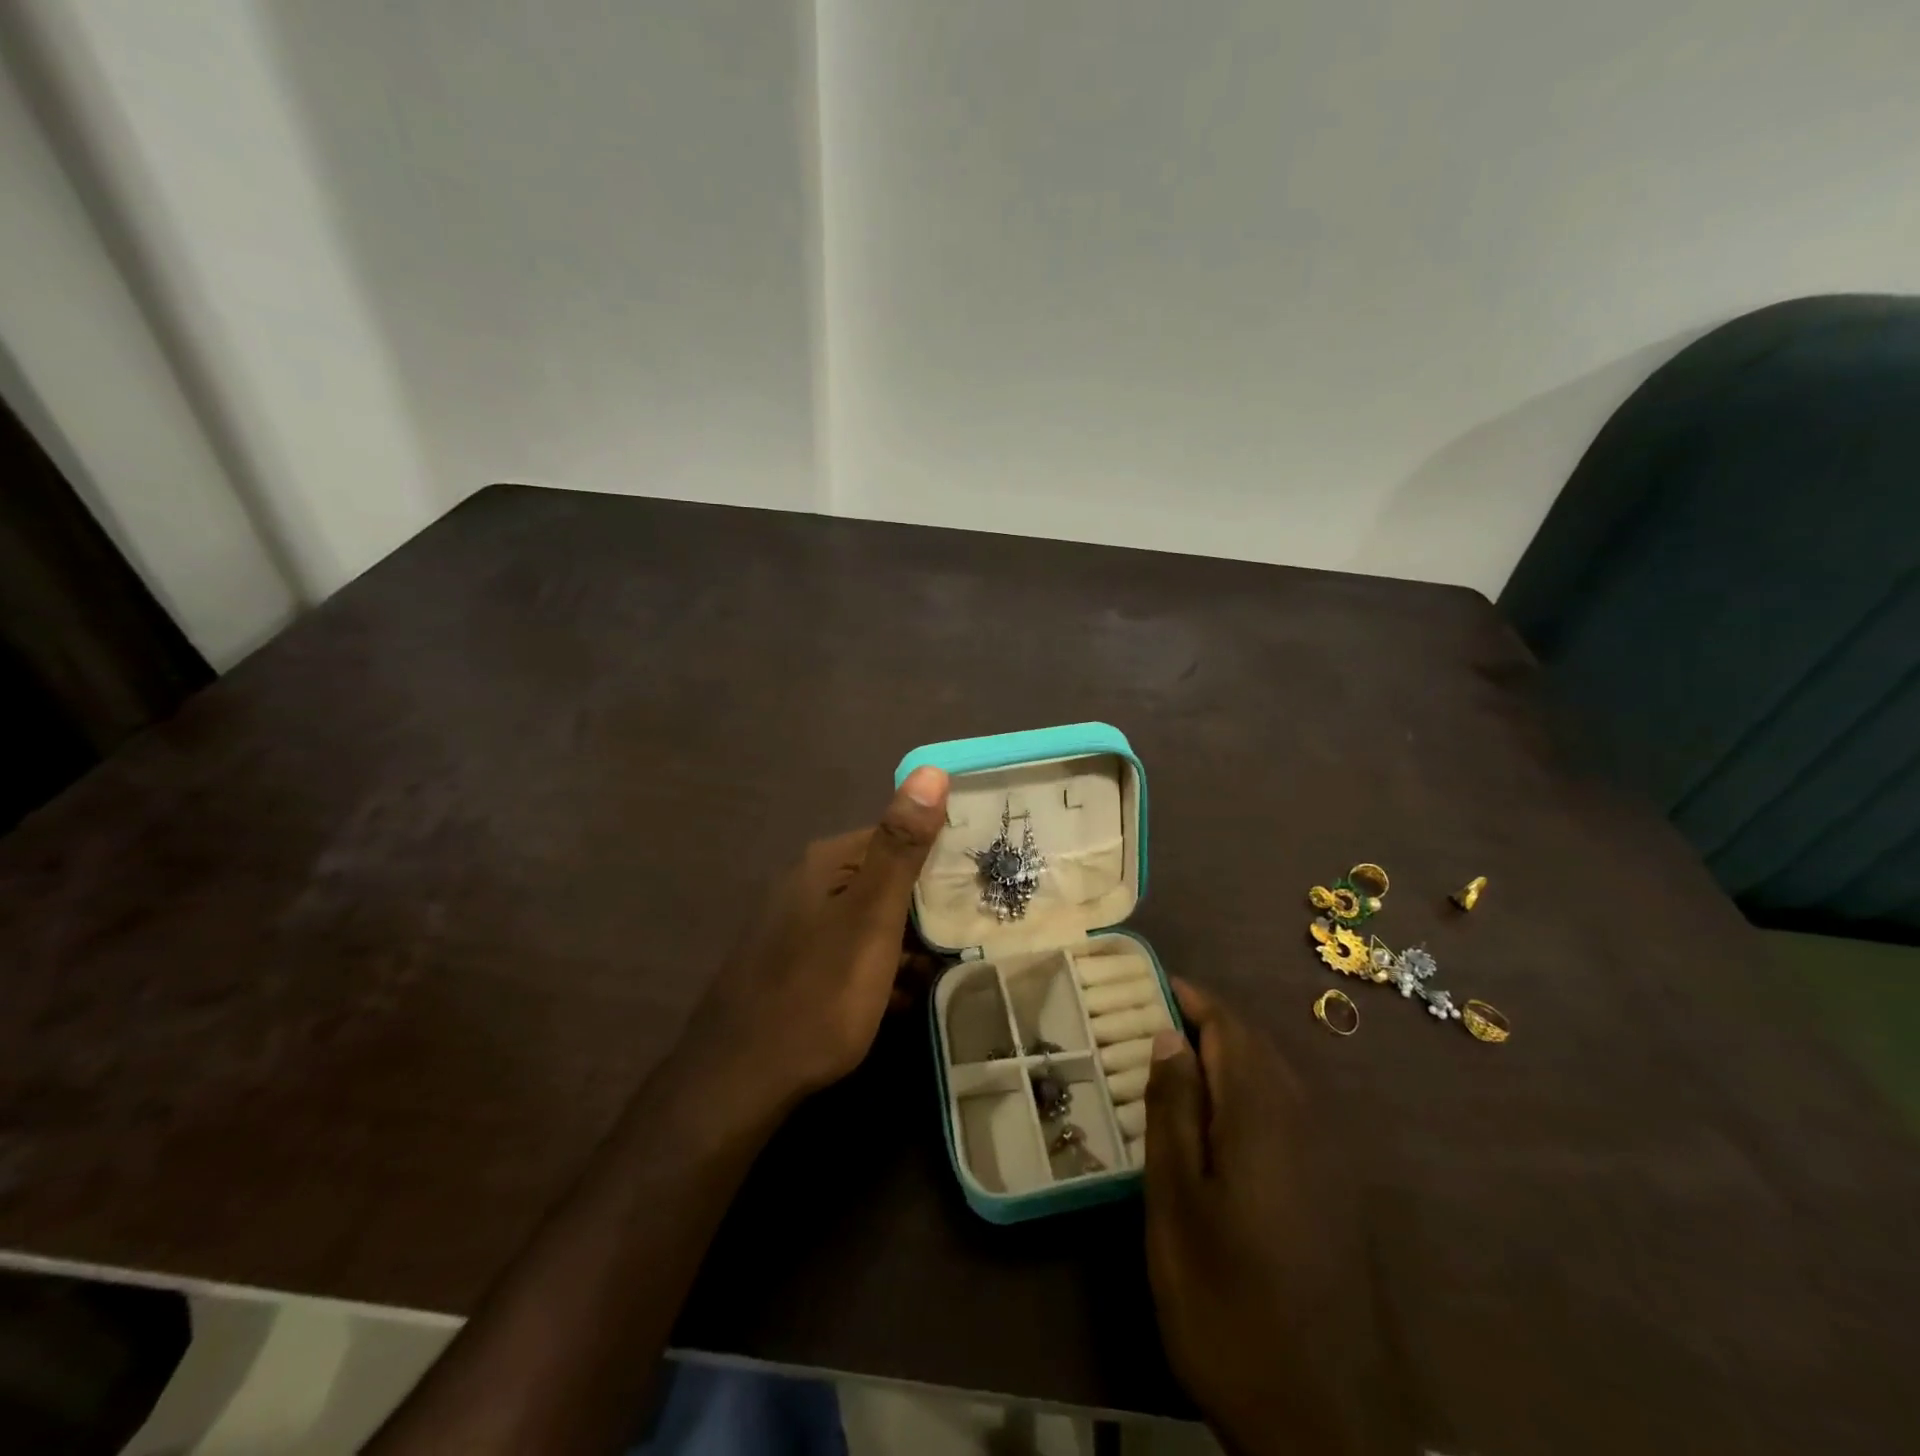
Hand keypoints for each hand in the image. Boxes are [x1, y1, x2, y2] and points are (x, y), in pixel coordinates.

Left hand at [687, 766, 949, 1104]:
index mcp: (827, 863)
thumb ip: (901, 847)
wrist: (738, 1081)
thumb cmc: (817, 992)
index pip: (897, 836)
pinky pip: (850, 957)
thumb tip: (931, 770)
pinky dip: (879, 973)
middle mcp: (808, 885)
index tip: (980, 885)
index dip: (941, 857)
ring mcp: (797, 929)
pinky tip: (900, 1001)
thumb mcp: (871, 918)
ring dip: (907, 945)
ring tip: (943, 973)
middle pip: (885, 881)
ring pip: (871, 923)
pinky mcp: (794, 968)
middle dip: (927, 908)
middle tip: (969, 935)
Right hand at [1144, 980, 1409, 1455]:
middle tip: (1148, 1023)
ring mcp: (1327, 1155)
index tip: (1147, 984)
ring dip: (1226, 1056)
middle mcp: (1304, 1119)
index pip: (1228, 1025)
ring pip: (1272, 1075)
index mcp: (1263, 1113)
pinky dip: (1247, 1092)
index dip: (1189, 997)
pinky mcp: (1334, 1189)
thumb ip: (1174, 1110)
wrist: (1321, 1419)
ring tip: (1174, 1064)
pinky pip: (1287, 1110)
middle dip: (1205, 1022)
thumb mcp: (1177, 1203)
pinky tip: (1217, 1122)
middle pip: (1254, 1044)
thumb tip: (1169, 1036)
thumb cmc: (1226, 1301)